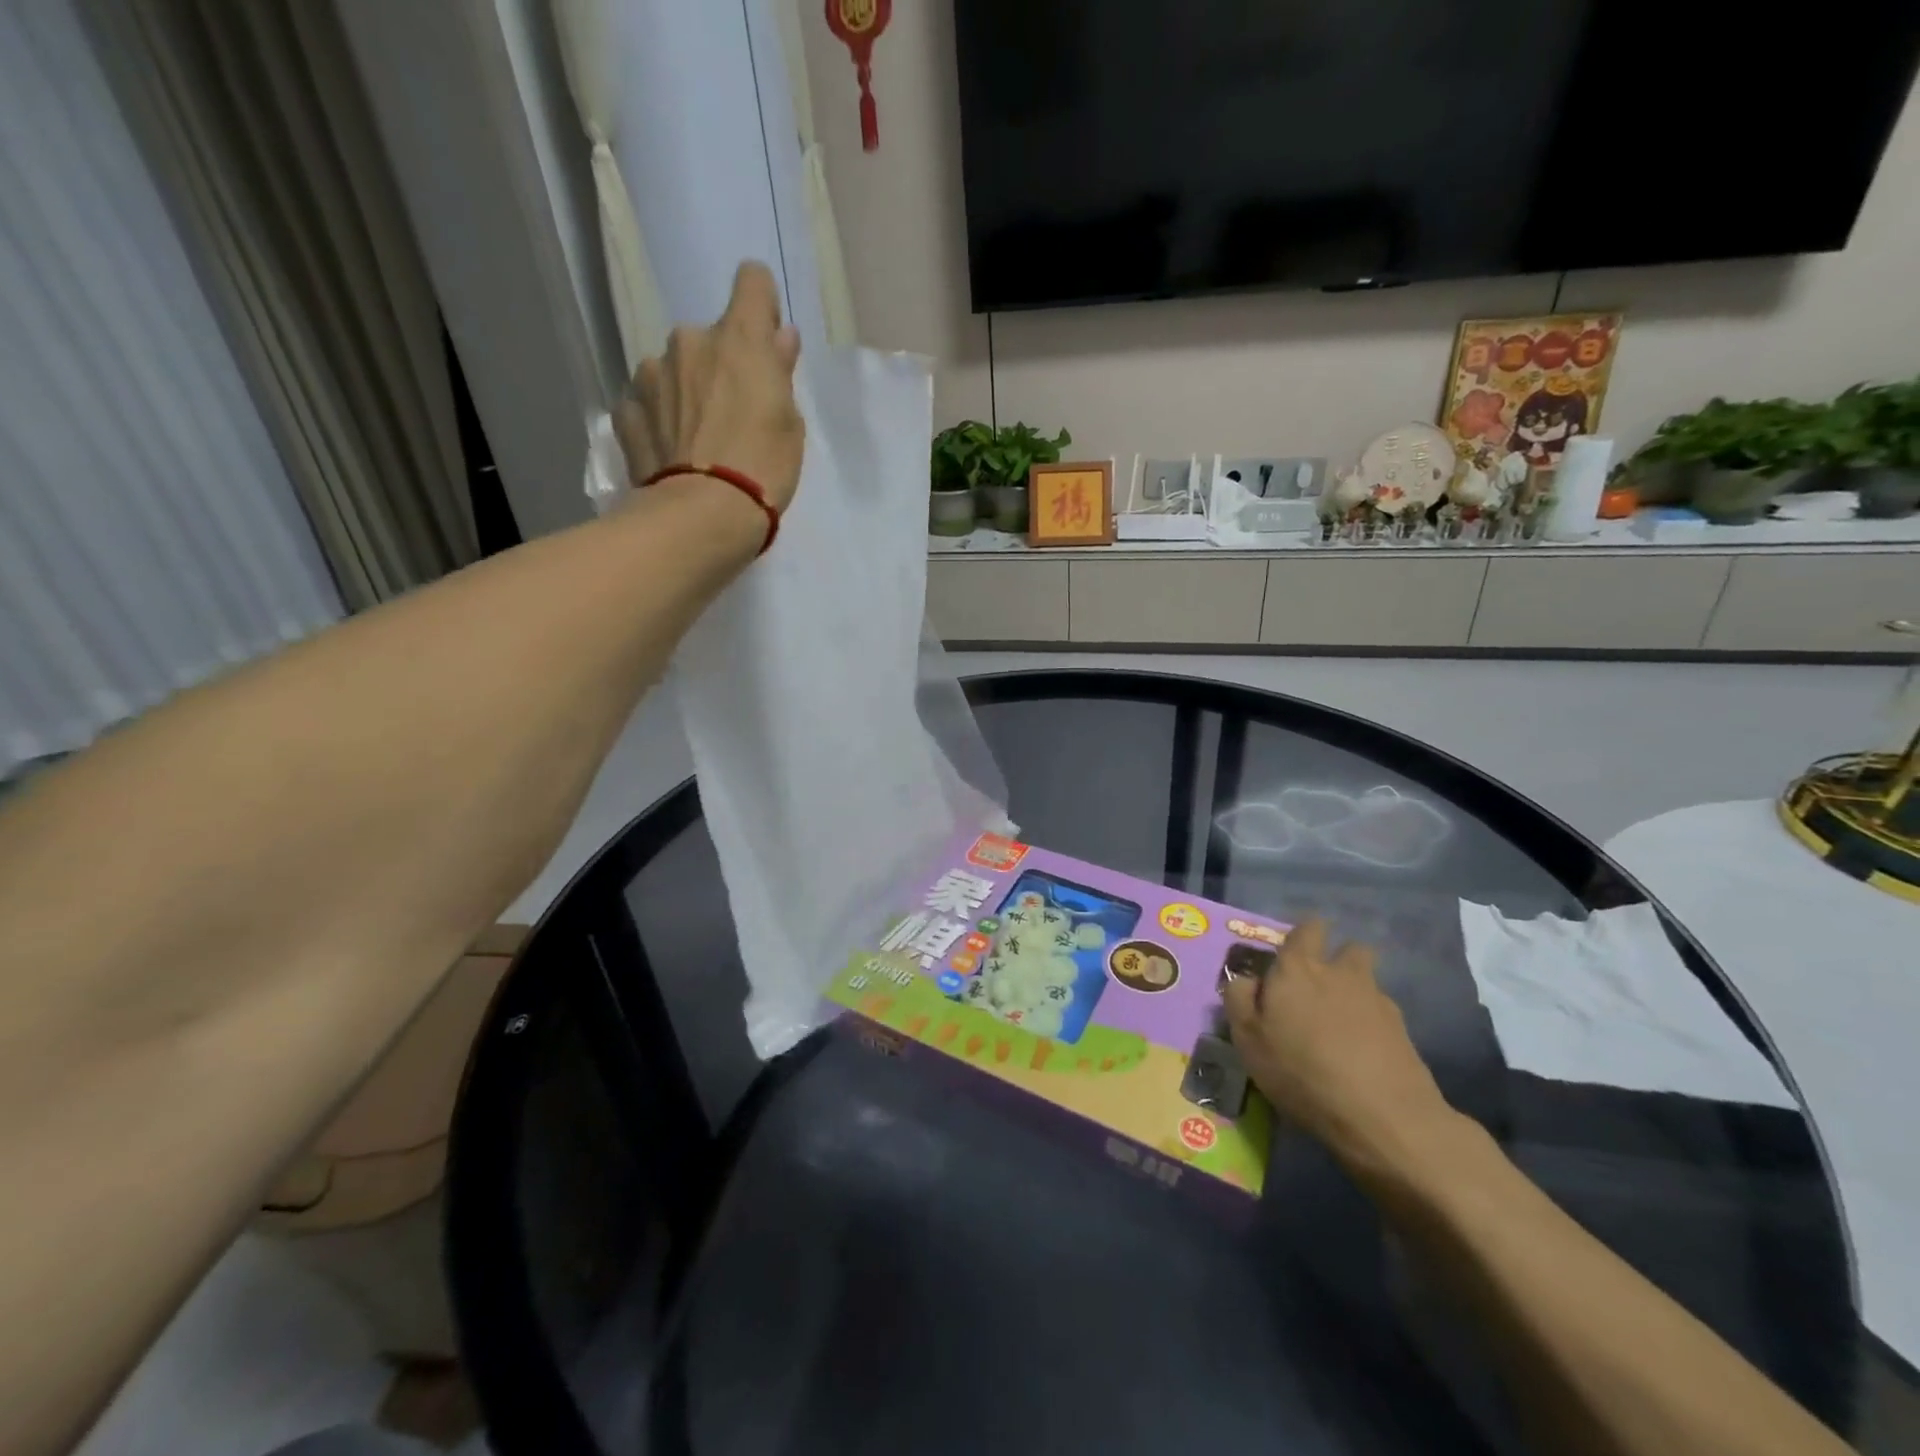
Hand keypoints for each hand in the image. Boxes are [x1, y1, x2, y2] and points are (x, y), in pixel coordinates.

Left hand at [615, 261, 804, 513]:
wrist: (704, 515)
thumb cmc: (763, 467)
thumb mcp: (789, 422)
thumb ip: (779, 373)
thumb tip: (779, 338)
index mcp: (738, 339)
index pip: (752, 282)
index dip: (761, 304)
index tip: (765, 338)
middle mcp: (688, 341)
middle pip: (709, 338)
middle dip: (719, 366)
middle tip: (732, 415)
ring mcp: (650, 375)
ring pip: (672, 370)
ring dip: (684, 391)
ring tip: (697, 440)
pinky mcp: (626, 411)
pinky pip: (646, 404)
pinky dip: (658, 419)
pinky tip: (672, 452)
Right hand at [1223, 920, 1454, 1172]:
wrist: (1383, 1116)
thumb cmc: (1301, 1071)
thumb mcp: (1248, 1039)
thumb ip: (1240, 999)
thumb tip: (1247, 980)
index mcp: (1297, 968)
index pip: (1307, 929)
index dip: (1302, 938)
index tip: (1291, 959)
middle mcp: (1339, 972)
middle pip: (1348, 948)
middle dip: (1337, 958)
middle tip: (1319, 989)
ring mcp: (1376, 999)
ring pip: (1367, 980)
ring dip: (1356, 990)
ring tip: (1341, 1024)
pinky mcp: (1403, 1030)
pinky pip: (1382, 1013)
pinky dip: (1372, 1024)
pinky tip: (1363, 1053)